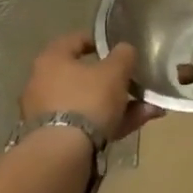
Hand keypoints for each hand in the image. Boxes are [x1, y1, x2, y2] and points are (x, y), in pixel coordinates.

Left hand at [20, 32, 161, 139]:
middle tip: (137, 81)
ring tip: (149, 107)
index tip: (119, 46)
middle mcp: (43, 84)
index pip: (75, 40)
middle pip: (85, 76)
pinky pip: (89, 123)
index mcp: (51, 60)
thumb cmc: (88, 99)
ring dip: (120, 103)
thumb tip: (125, 50)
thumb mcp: (115, 71)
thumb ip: (124, 55)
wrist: (63, 153)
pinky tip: (139, 122)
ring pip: (90, 102)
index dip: (99, 40)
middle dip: (116, 80)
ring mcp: (48, 113)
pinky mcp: (56, 137)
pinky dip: (112, 122)